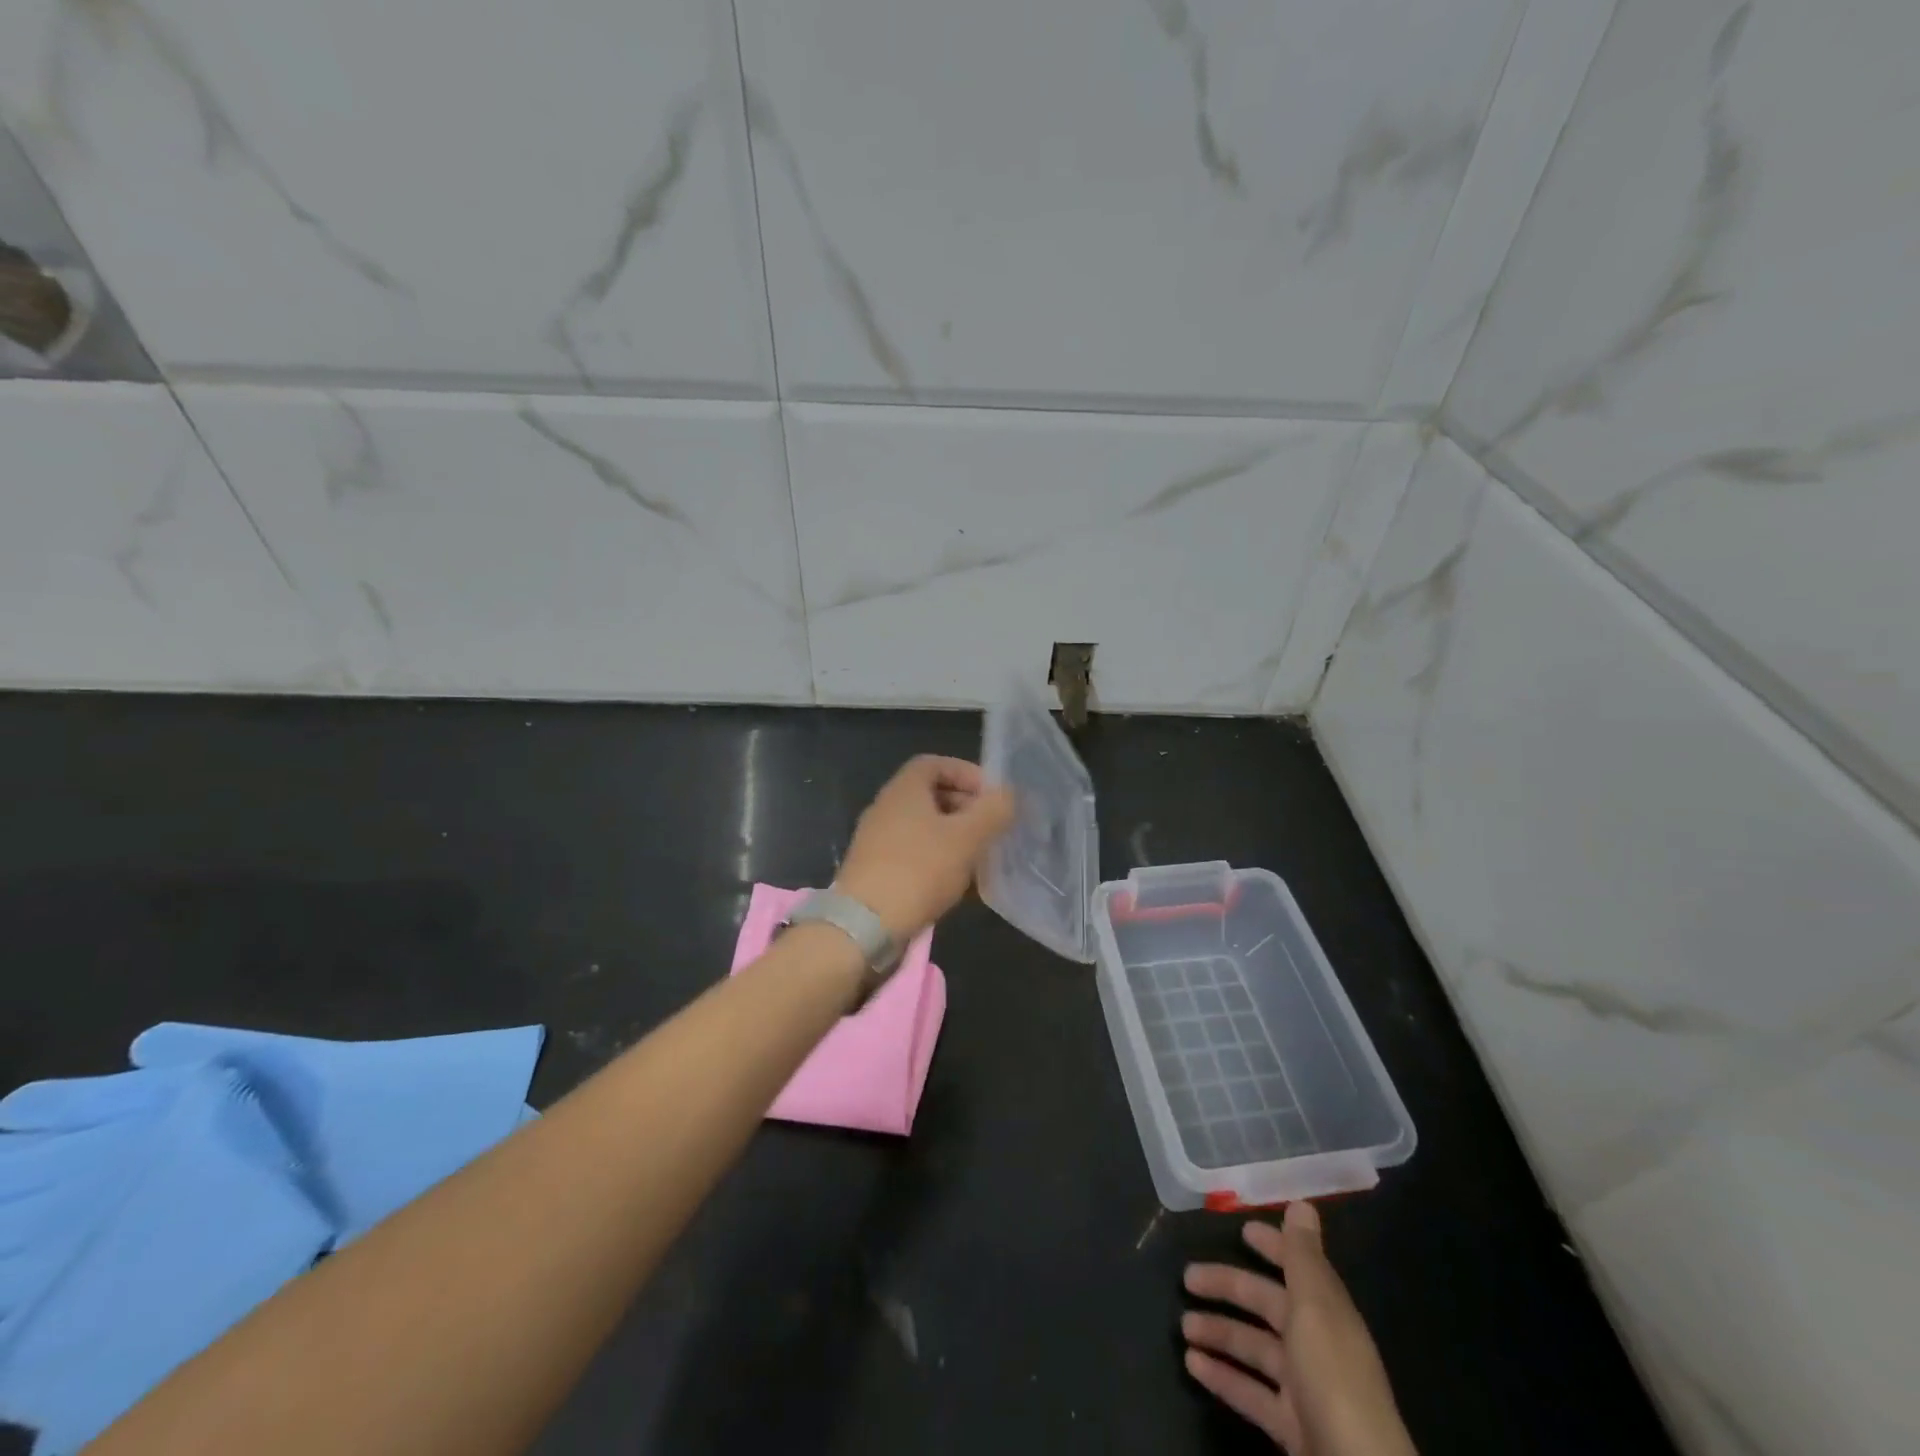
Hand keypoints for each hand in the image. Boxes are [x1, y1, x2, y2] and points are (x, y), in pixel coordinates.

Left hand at [834, 755, 1015, 939]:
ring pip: (926, 830)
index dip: (966, 773)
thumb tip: (1008, 795)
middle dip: (967, 809)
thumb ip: (992, 811)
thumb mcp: (966, 837)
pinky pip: (916, 857)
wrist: (863, 926)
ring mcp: (879, 842)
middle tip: (994, 829)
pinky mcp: (878, 872)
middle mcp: (887, 809)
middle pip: (932, 796)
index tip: (992, 796)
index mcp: (904, 790)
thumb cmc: (918, 870)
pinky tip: (962, 887)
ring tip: (983, 860)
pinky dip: (941, 863)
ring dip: (957, 840)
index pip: (935, 763)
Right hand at [1182, 1203, 1416, 1455]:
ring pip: (1254, 1349)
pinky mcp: (1291, 1427)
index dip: (1272, 1246)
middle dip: (1229, 1288)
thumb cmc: (1333, 1378)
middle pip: (1267, 1305)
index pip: (1296, 1267)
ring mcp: (1305, 1389)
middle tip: (1187, 1277)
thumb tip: (1302, 1203)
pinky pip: (1251, 1393)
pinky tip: (1193, 1365)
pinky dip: (1223, 1376)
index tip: (1241, 1230)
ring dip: (1219, 1333)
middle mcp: (1316, 1344)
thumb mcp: (1316, 1308)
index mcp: (1326, 1312)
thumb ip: (1303, 1256)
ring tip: (1183, 1326)